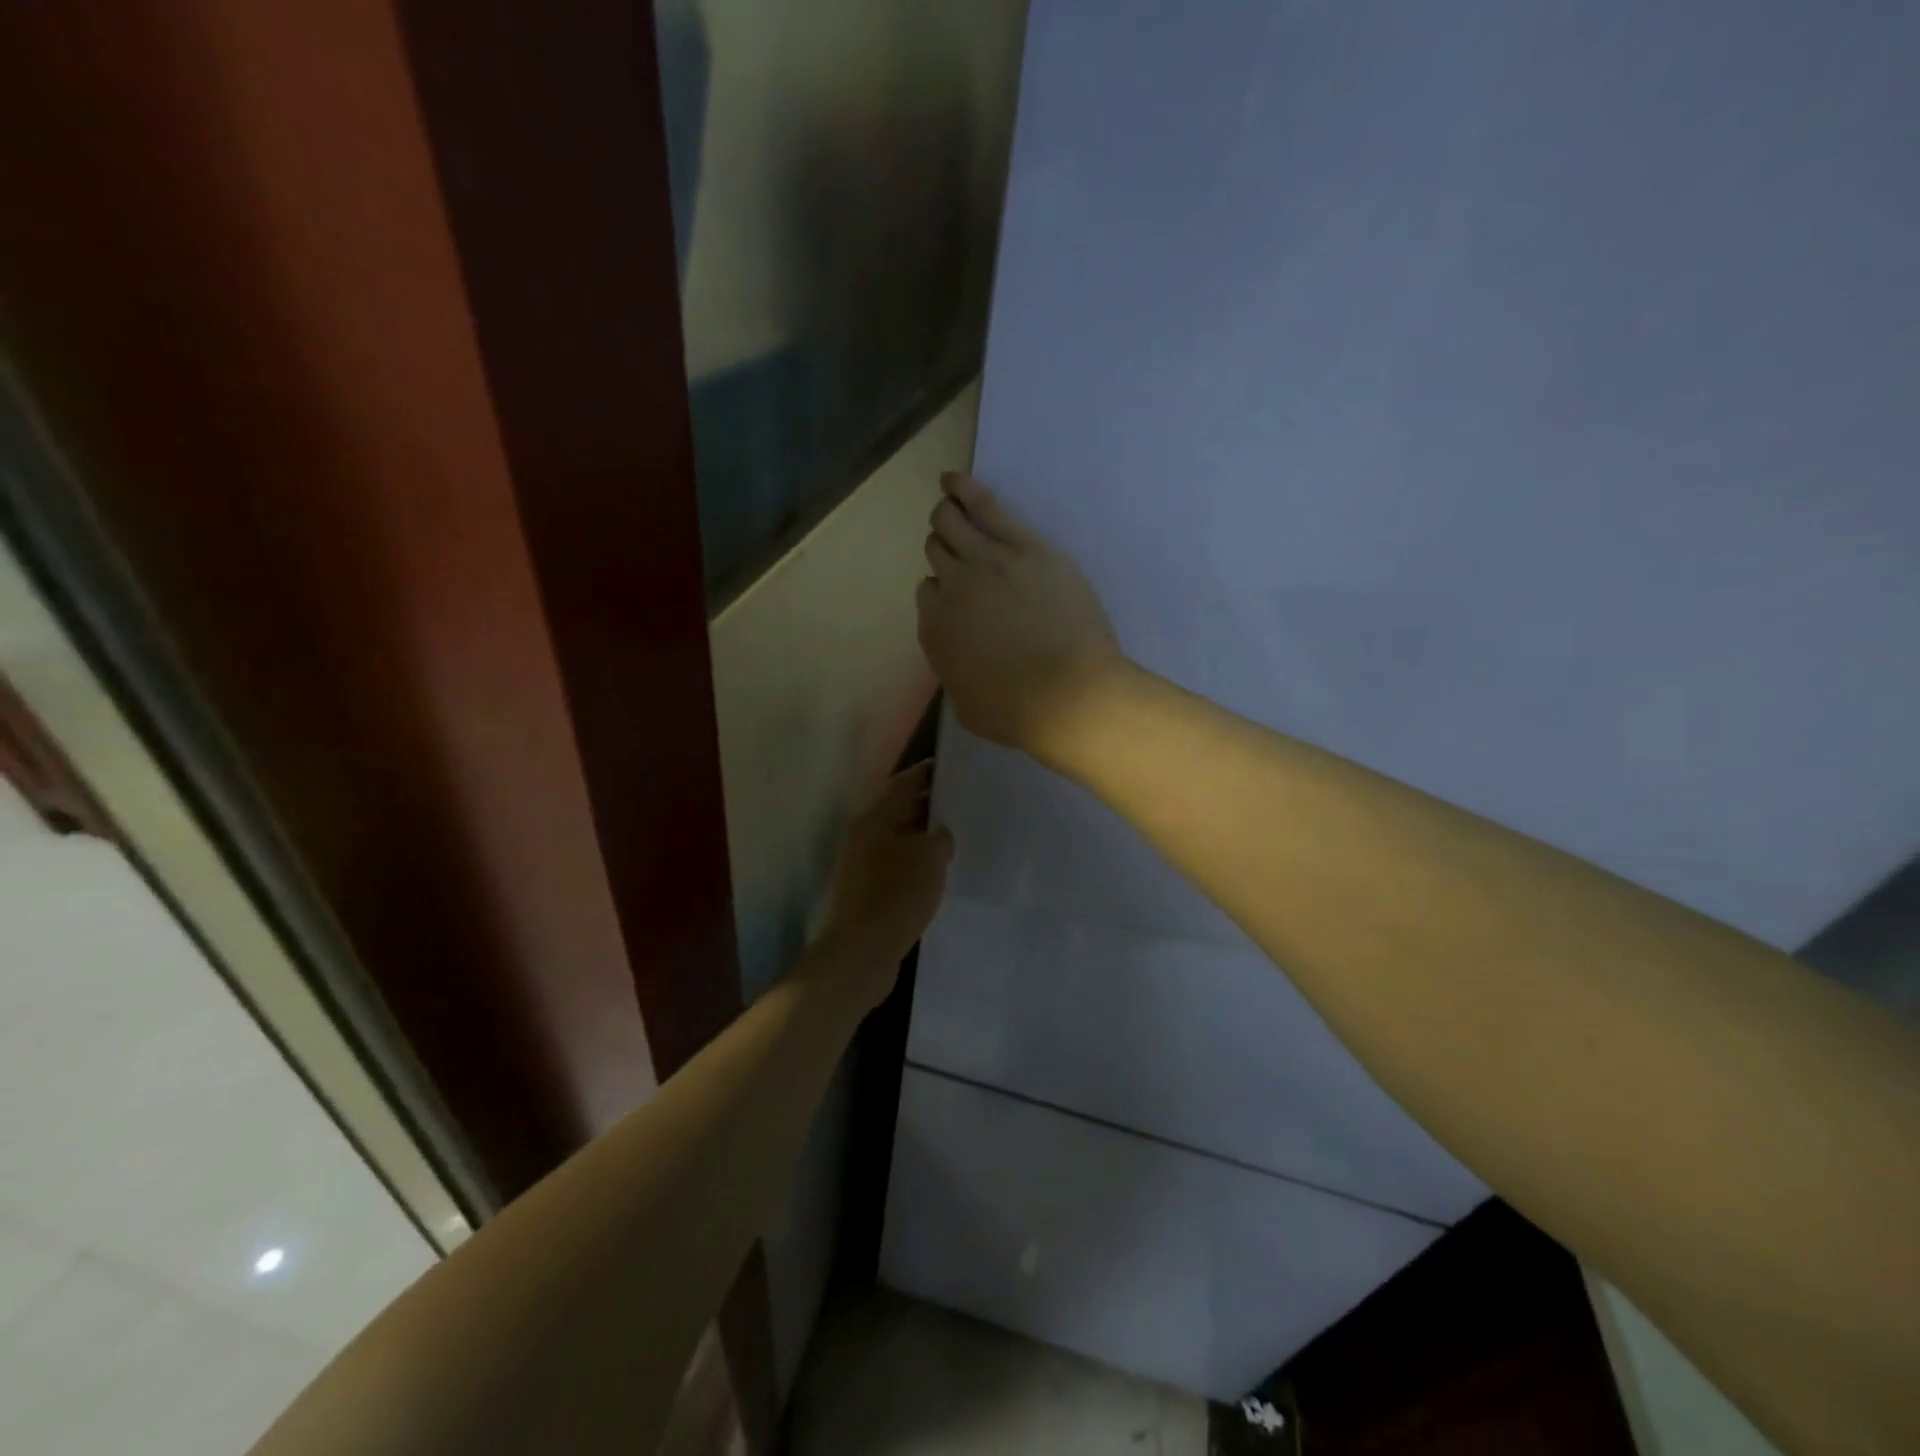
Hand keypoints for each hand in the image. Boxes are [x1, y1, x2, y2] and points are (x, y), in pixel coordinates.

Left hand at [815, 762, 953, 1008]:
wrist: (863, 952)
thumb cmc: (896, 894)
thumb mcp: (929, 857)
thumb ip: (940, 837)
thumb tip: (940, 834)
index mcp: (874, 819)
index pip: (902, 783)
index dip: (927, 773)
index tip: (953, 766)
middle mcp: (865, 836)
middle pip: (899, 810)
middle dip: (929, 804)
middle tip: (962, 802)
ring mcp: (864, 865)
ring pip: (900, 840)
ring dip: (924, 836)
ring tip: (957, 835)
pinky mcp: (869, 891)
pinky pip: (898, 865)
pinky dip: (918, 862)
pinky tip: (940, 870)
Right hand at [917, 472, 1124, 761]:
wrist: (1068, 696)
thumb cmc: (1019, 713)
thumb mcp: (967, 706)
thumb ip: (956, 672)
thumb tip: (961, 659)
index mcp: (936, 631)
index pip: (928, 594)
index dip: (942, 592)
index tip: (960, 598)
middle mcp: (951, 590)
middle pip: (936, 552)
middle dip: (943, 550)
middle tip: (960, 550)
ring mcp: (985, 563)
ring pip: (950, 523)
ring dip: (946, 515)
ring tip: (948, 501)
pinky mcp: (1024, 547)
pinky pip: (985, 506)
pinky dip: (963, 489)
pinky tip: (953, 479)